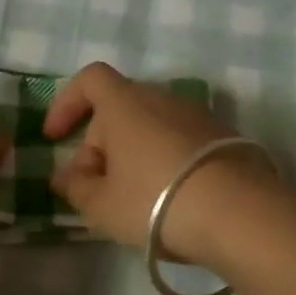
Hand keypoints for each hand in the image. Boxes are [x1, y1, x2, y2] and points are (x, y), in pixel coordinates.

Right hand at [44, 62, 279, 265]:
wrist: (240, 214)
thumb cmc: (156, 202)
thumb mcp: (102, 205)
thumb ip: (76, 187)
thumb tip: (67, 175)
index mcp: (126, 104)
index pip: (90, 79)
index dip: (66, 103)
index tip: (55, 137)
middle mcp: (162, 98)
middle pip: (120, 107)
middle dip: (100, 143)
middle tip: (95, 187)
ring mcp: (197, 116)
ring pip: (151, 126)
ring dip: (133, 154)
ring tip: (133, 198)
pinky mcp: (224, 137)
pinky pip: (179, 140)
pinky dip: (164, 160)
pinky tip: (170, 198)